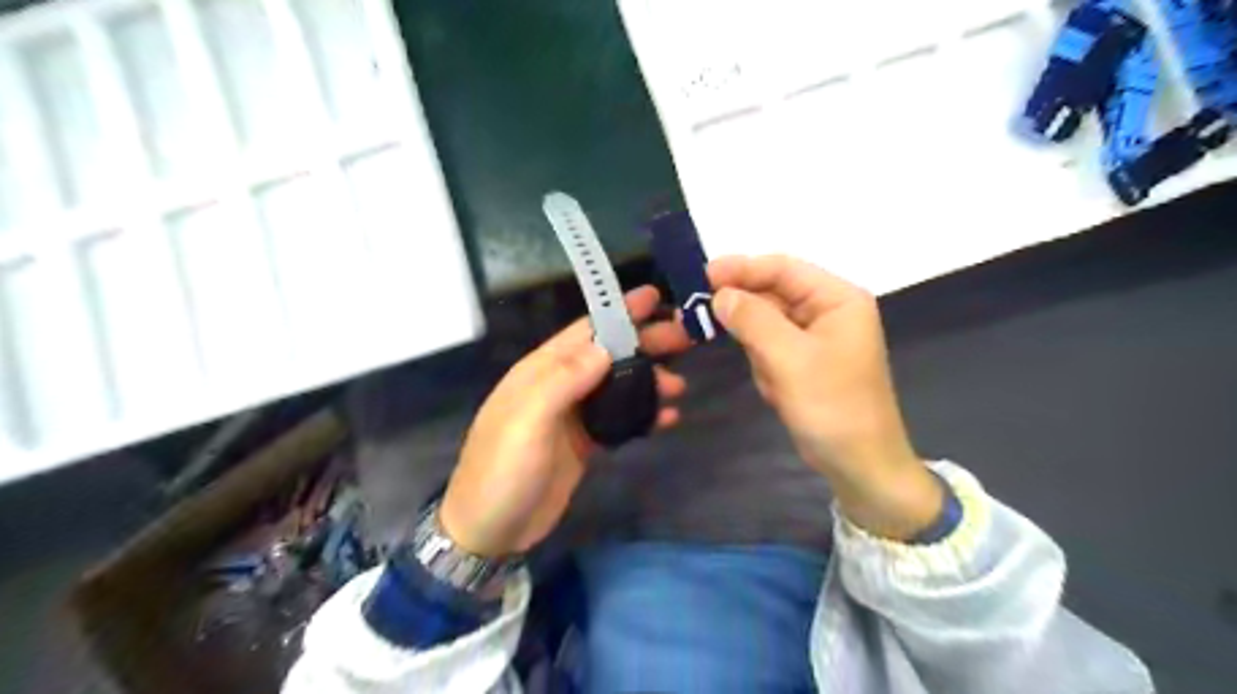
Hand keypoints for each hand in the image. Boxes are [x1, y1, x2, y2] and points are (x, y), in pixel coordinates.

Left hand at [439, 285, 690, 554]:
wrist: (490, 531)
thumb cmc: (503, 470)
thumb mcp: (528, 420)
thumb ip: (564, 380)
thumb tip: (605, 346)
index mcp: (541, 371)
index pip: (585, 331)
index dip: (619, 312)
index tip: (654, 297)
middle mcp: (559, 385)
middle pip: (608, 355)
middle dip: (645, 343)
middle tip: (685, 337)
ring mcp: (572, 415)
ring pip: (617, 386)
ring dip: (649, 380)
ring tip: (680, 385)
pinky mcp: (583, 442)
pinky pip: (619, 419)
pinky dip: (643, 414)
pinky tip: (667, 417)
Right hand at [711, 254, 943, 540]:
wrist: (859, 465)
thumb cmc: (832, 407)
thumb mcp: (789, 359)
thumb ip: (753, 319)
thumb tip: (720, 294)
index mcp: (837, 299)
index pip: (783, 269)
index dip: (742, 268)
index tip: (702, 276)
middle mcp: (828, 310)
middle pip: (774, 292)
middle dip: (744, 308)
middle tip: (700, 314)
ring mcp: (816, 336)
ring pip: (768, 322)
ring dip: (755, 344)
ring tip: (766, 375)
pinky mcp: (805, 360)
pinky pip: (772, 347)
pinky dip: (764, 362)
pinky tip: (775, 387)